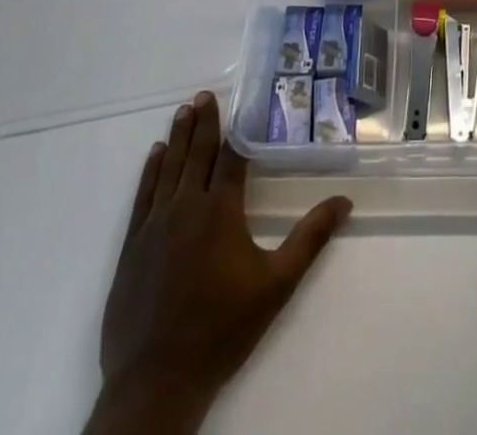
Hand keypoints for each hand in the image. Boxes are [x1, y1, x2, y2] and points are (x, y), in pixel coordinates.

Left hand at [88, 91, 351, 434]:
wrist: (156, 381)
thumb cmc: (222, 330)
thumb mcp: (276, 285)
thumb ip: (310, 239)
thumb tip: (344, 201)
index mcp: (220, 211)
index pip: (232, 157)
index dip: (237, 129)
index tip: (240, 101)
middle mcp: (186, 207)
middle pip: (198, 154)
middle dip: (204, 122)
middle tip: (205, 94)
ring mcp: (154, 225)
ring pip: (169, 168)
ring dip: (179, 137)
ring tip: (184, 110)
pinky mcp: (132, 246)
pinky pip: (143, 195)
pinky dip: (151, 170)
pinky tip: (156, 154)